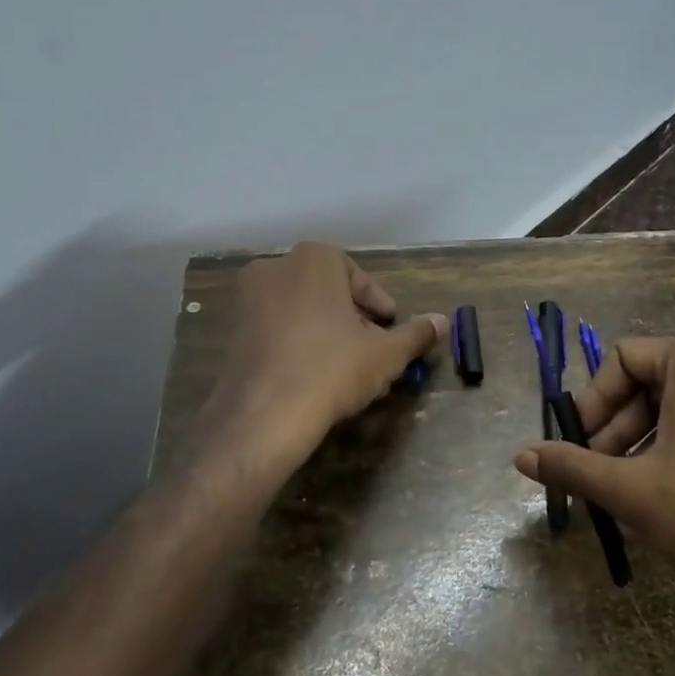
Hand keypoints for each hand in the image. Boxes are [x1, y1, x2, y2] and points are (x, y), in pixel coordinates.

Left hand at [201, 243, 446, 470]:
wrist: (263, 416)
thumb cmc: (332, 370)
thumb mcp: (386, 354)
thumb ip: (416, 334)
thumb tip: (443, 321)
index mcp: (314, 260)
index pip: (358, 276)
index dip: (379, 305)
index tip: (390, 329)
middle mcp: (275, 267)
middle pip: (328, 291)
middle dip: (353, 319)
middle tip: (372, 350)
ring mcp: (247, 299)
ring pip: (301, 310)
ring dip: (326, 332)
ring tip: (347, 367)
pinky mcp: (231, 331)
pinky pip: (276, 330)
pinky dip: (297, 345)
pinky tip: (313, 377)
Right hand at [512, 338, 674, 603]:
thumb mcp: (628, 488)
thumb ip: (571, 465)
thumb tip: (521, 457)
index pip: (626, 358)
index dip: (593, 400)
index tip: (579, 443)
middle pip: (656, 381)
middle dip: (618, 427)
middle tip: (598, 472)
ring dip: (646, 443)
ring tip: (627, 493)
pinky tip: (667, 499)